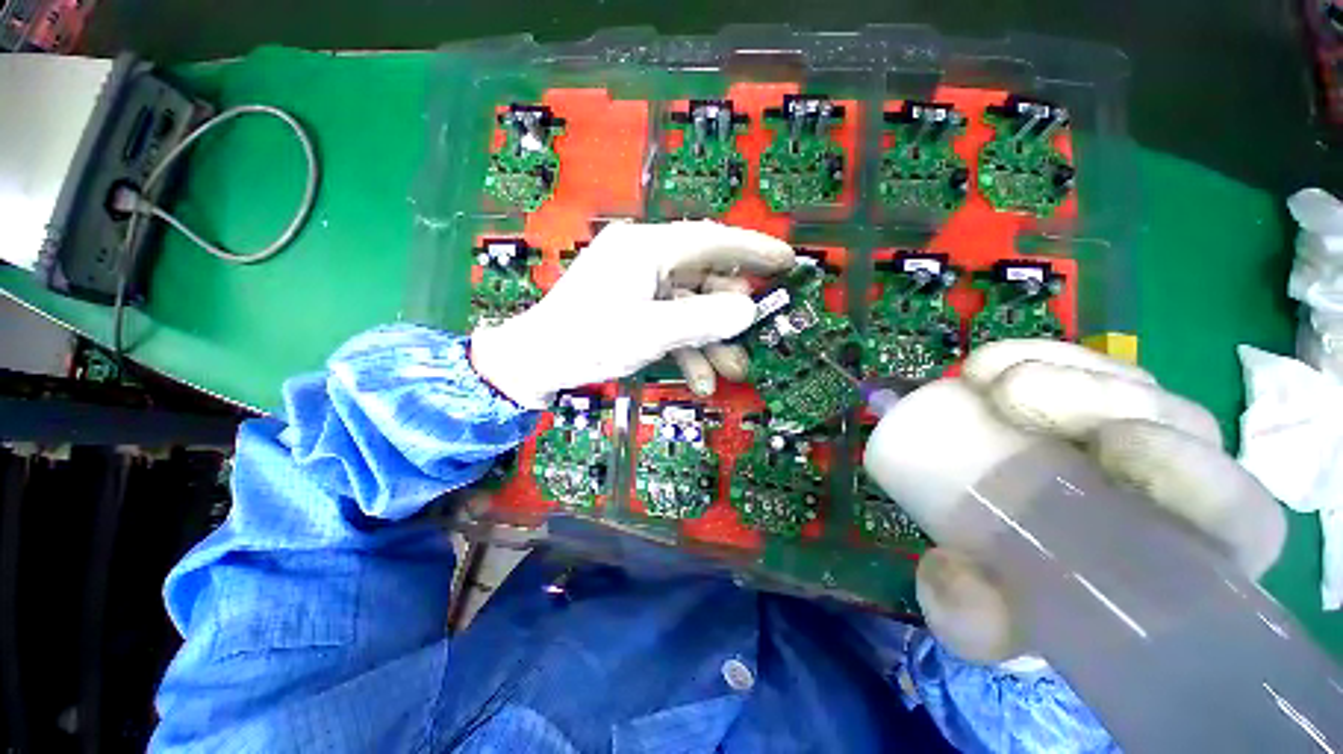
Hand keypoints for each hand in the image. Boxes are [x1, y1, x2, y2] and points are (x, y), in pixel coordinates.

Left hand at [470, 221, 794, 407]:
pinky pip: (671, 321)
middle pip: (704, 278)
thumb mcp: (651, 332)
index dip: (754, 250)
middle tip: (756, 334)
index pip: (712, 239)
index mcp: (646, 248)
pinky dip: (687, 348)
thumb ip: (704, 320)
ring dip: (711, 341)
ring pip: (690, 307)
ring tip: (729, 371)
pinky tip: (698, 379)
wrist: (537, 362)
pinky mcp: (634, 305)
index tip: (787, 261)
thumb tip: (748, 310)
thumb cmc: (588, 341)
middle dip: (729, 314)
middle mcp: (645, 257)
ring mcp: (639, 283)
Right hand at [866, 340, 1285, 663]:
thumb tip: (958, 584)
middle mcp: (1175, 488)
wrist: (987, 548)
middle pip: (1180, 422)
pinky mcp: (1080, 403)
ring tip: (989, 382)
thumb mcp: (989, 621)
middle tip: (1016, 398)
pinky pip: (1075, 362)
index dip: (1197, 474)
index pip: (1238, 516)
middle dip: (1105, 398)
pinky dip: (1034, 356)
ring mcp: (1130, 434)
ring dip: (1062, 370)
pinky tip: (985, 368)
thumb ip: (974, 621)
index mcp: (1182, 559)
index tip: (1111, 448)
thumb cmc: (1016, 598)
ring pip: (1129, 383)